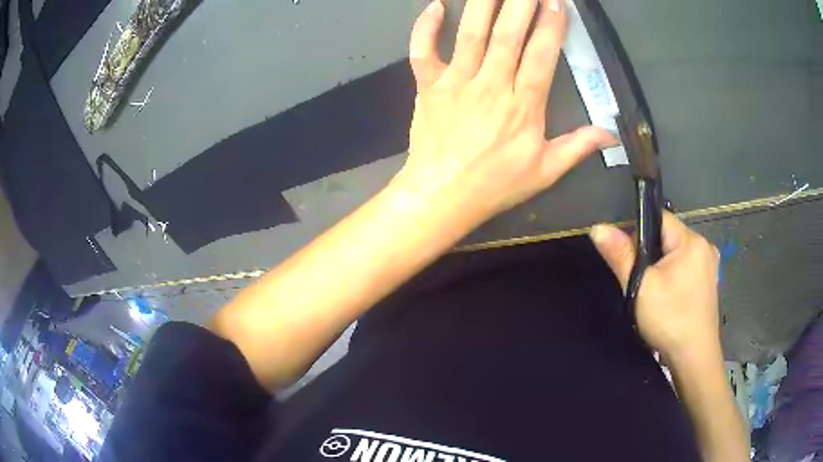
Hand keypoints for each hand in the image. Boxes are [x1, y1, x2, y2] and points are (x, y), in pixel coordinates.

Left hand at [396, 0, 615, 225]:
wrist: (441, 196)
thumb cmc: (495, 185)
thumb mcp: (545, 172)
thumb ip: (578, 147)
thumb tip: (612, 133)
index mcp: (523, 106)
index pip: (541, 55)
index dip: (551, 26)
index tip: (558, 3)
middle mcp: (491, 86)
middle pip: (508, 35)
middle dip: (521, 4)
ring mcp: (456, 82)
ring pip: (471, 35)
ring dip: (483, 4)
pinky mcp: (428, 86)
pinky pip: (422, 51)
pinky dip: (425, 27)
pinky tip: (436, 5)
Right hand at [589, 212, 722, 368]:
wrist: (694, 359)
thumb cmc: (669, 320)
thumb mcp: (641, 287)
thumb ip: (621, 255)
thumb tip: (598, 228)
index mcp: (692, 240)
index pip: (660, 219)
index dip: (639, 233)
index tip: (629, 258)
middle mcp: (705, 246)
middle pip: (668, 237)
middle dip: (651, 254)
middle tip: (640, 282)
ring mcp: (710, 266)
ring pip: (676, 255)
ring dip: (661, 268)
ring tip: (653, 293)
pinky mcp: (709, 283)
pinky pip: (685, 269)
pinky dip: (673, 278)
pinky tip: (668, 299)